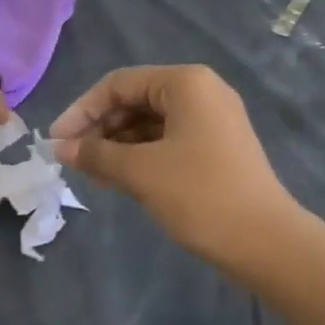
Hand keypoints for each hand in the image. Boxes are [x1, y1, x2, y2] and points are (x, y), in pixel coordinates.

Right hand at [50, 64, 297, 269]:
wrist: (267, 243)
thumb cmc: (201, 195)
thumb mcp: (141, 173)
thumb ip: (97, 155)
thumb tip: (60, 148)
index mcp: (186, 82)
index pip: (119, 84)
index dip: (82, 110)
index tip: (56, 142)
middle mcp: (201, 90)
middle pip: (136, 99)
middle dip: (101, 128)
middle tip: (72, 161)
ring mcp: (213, 119)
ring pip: (151, 121)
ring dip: (118, 144)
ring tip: (92, 174)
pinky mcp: (218, 146)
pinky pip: (168, 139)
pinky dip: (141, 155)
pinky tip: (120, 179)